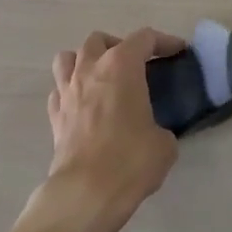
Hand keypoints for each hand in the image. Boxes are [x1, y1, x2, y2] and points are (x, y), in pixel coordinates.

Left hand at [29, 28, 181, 231]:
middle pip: (100, 40)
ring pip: (68, 57)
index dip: (164, 42)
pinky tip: (83, 106)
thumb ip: (160, 127)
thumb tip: (154, 133)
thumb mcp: (164, 144)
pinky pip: (59, 90)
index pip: (144, 38)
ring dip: (85, 61)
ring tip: (101, 78)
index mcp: (121, 66)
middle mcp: (90, 69)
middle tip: (136, 66)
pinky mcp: (54, 115)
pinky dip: (71, 91)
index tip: (178, 51)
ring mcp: (67, 91)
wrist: (86, 192)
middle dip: (119, 46)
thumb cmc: (130, 160)